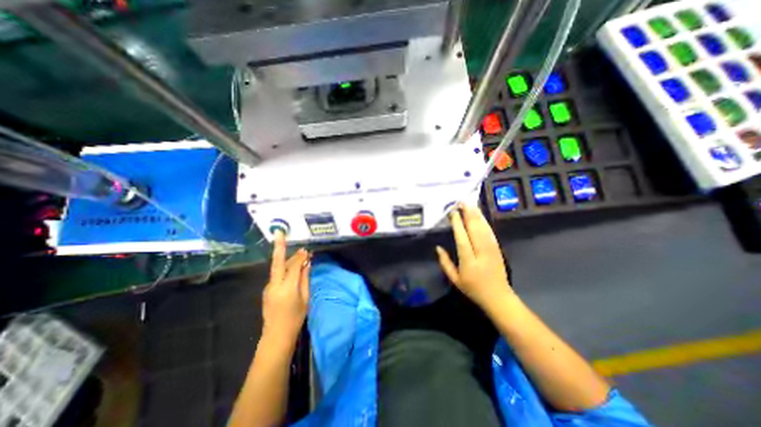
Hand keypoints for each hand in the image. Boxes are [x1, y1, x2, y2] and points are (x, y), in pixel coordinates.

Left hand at [262, 232, 308, 341]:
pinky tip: (292, 267)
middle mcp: (274, 284)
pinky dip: (284, 268)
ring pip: (277, 267)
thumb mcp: (305, 298)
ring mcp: (268, 287)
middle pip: (278, 262)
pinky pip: (277, 274)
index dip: (300, 256)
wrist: (277, 335)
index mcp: (287, 287)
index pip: (293, 266)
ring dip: (285, 258)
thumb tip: (307, 263)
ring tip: (297, 254)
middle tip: (284, 236)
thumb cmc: (295, 318)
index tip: (307, 250)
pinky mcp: (267, 290)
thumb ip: (305, 278)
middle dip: (279, 247)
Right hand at [437, 204, 512, 313]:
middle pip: (475, 230)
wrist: (498, 297)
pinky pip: (490, 232)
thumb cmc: (473, 289)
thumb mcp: (455, 280)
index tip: (452, 212)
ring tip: (470, 204)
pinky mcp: (497, 248)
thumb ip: (445, 263)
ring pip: (483, 229)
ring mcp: (491, 249)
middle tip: (462, 202)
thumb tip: (437, 247)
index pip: (462, 239)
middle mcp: (481, 252)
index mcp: (469, 261)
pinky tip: (480, 215)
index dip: (457, 224)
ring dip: (477, 215)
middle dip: (468, 214)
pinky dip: (484, 222)